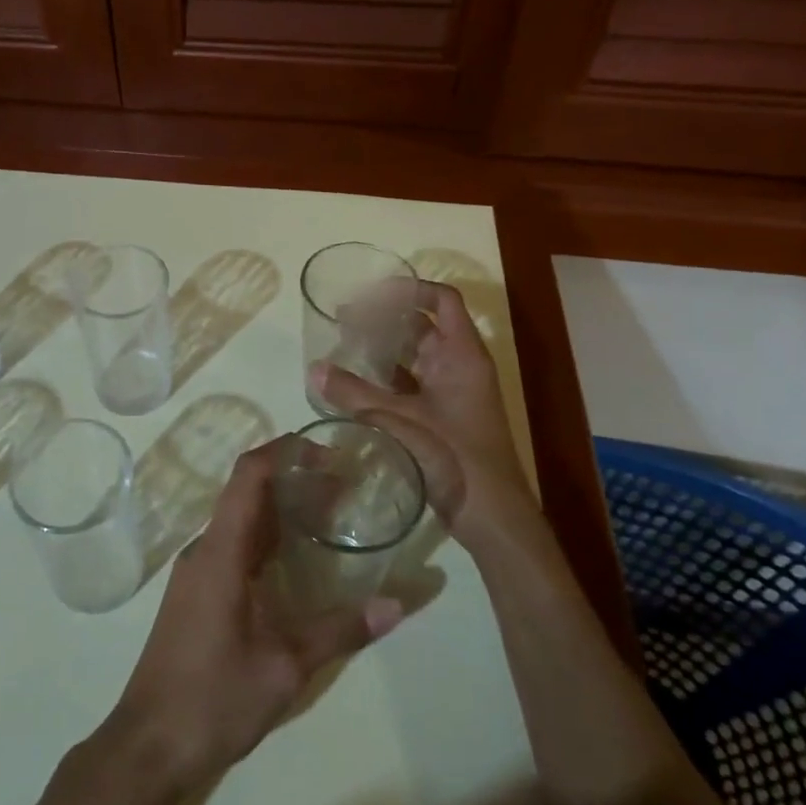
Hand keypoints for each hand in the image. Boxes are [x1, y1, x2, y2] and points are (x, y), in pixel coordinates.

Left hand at [101, 441, 403, 792]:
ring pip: (242, 518)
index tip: (328, 452)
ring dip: (282, 507)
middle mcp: (205, 548)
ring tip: (332, 513)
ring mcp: (198, 569)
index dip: (286, 451)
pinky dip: (269, 536)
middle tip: (345, 485)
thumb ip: (340, 630)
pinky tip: (299, 558)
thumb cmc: (214, 699)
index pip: (249, 475)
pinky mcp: (198, 590)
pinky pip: (236, 544)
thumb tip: (397, 605)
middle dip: (294, 478)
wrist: (149, 743)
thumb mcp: (284, 666)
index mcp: (220, 551)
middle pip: (248, 491)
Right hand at [309, 281, 535, 551]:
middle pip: (422, 325)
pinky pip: (409, 383)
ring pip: (414, 355)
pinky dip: (385, 377)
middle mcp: (458, 365)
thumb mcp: (399, 419)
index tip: (372, 293)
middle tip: (343, 318)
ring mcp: (450, 392)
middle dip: (384, 318)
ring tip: (343, 343)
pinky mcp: (440, 416)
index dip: (410, 288)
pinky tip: (355, 381)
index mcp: (461, 354)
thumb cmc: (454, 456)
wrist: (491, 516)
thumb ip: (354, 393)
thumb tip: (314, 368)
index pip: (442, 300)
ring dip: (382, 347)